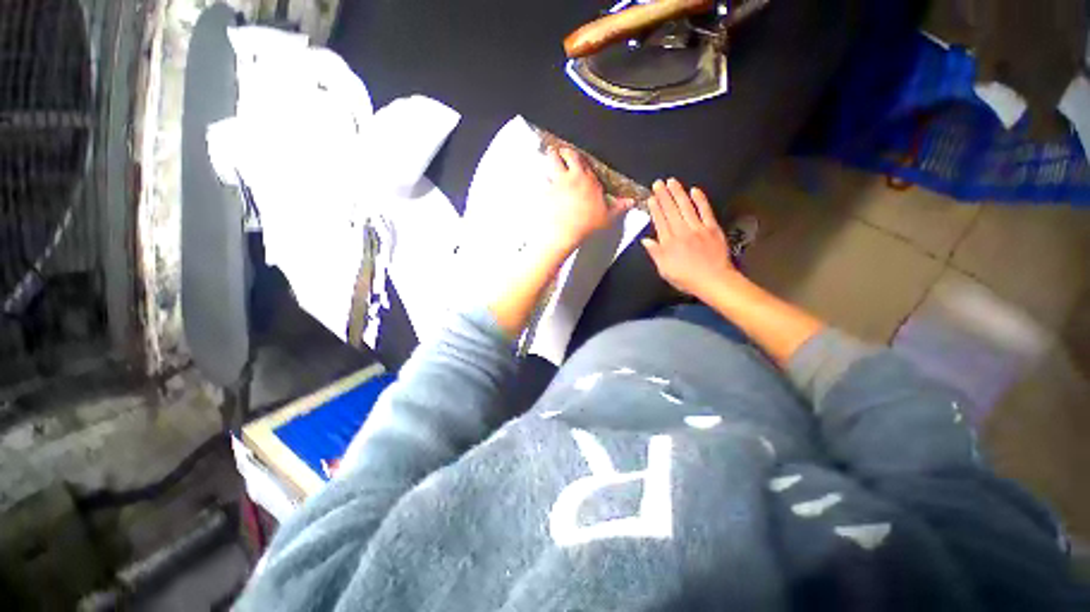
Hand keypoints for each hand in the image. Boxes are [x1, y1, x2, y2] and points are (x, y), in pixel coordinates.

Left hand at [543, 147, 634, 252]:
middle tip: (561, 152)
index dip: (579, 160)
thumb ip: (619, 207)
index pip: (584, 162)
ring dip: (550, 158)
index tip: (577, 161)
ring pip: (551, 161)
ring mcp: (556, 182)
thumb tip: (630, 202)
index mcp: (588, 180)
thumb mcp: (608, 216)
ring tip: (549, 156)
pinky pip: (540, 179)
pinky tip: (539, 178)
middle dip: (562, 152)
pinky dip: (540, 178)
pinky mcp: (545, 190)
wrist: (565, 232)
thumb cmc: (586, 224)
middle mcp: (572, 177)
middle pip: (565, 154)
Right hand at [642, 178, 739, 297]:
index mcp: (668, 243)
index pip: (660, 222)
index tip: (651, 198)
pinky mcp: (712, 228)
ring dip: (678, 193)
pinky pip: (705, 211)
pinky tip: (695, 190)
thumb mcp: (664, 270)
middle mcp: (681, 232)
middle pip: (671, 211)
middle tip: (658, 183)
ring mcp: (698, 228)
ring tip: (672, 181)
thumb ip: (655, 254)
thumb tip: (645, 240)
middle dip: (664, 196)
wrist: (713, 280)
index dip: (655, 209)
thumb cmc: (686, 278)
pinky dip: (700, 200)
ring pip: (686, 207)